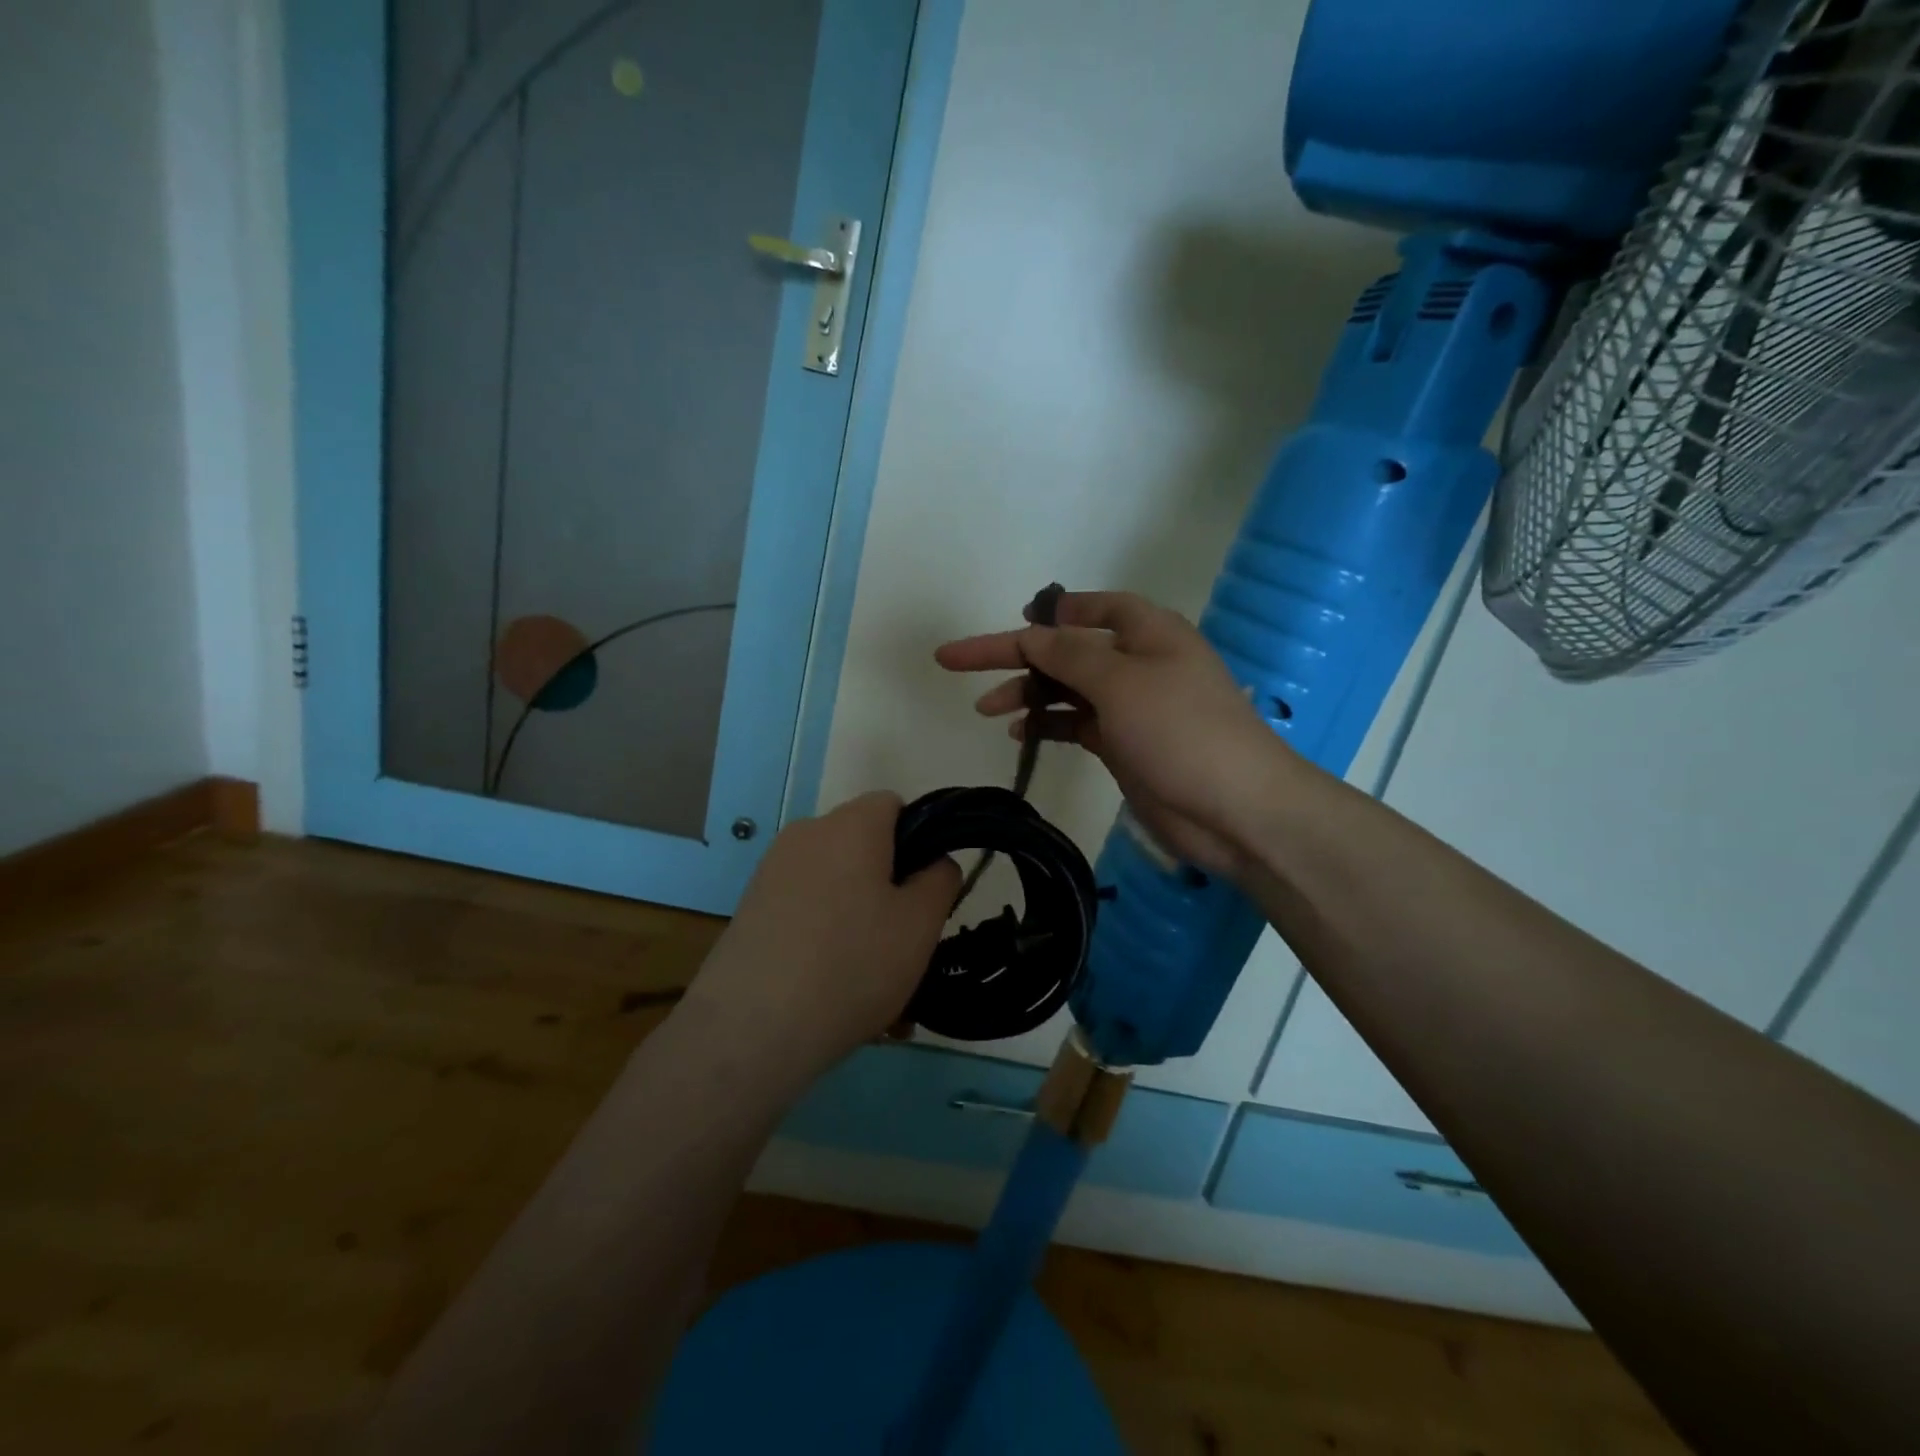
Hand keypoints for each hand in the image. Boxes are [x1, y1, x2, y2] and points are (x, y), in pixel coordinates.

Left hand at [685, 792, 958, 1088]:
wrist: (750, 1029)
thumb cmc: (852, 964)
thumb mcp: (920, 925)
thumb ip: (940, 880)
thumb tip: (934, 861)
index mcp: (850, 825)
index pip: (893, 805)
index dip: (918, 840)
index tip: (923, 892)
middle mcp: (806, 834)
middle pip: (863, 845)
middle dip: (888, 885)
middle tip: (903, 941)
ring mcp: (772, 871)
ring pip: (835, 884)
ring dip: (859, 917)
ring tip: (871, 981)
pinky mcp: (751, 908)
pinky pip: (806, 909)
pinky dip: (825, 935)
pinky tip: (833, 989)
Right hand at [935, 591, 1298, 878]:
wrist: (1235, 809)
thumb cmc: (1181, 731)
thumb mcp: (1120, 682)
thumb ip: (1069, 655)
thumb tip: (1031, 632)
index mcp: (1147, 633)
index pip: (1090, 609)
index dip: (1049, 612)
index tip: (1012, 620)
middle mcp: (1138, 663)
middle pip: (1066, 651)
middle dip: (1015, 656)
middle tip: (957, 662)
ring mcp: (1131, 707)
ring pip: (1066, 690)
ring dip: (1026, 694)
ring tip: (984, 708)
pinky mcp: (1123, 745)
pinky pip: (1075, 724)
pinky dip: (1046, 725)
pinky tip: (1016, 733)